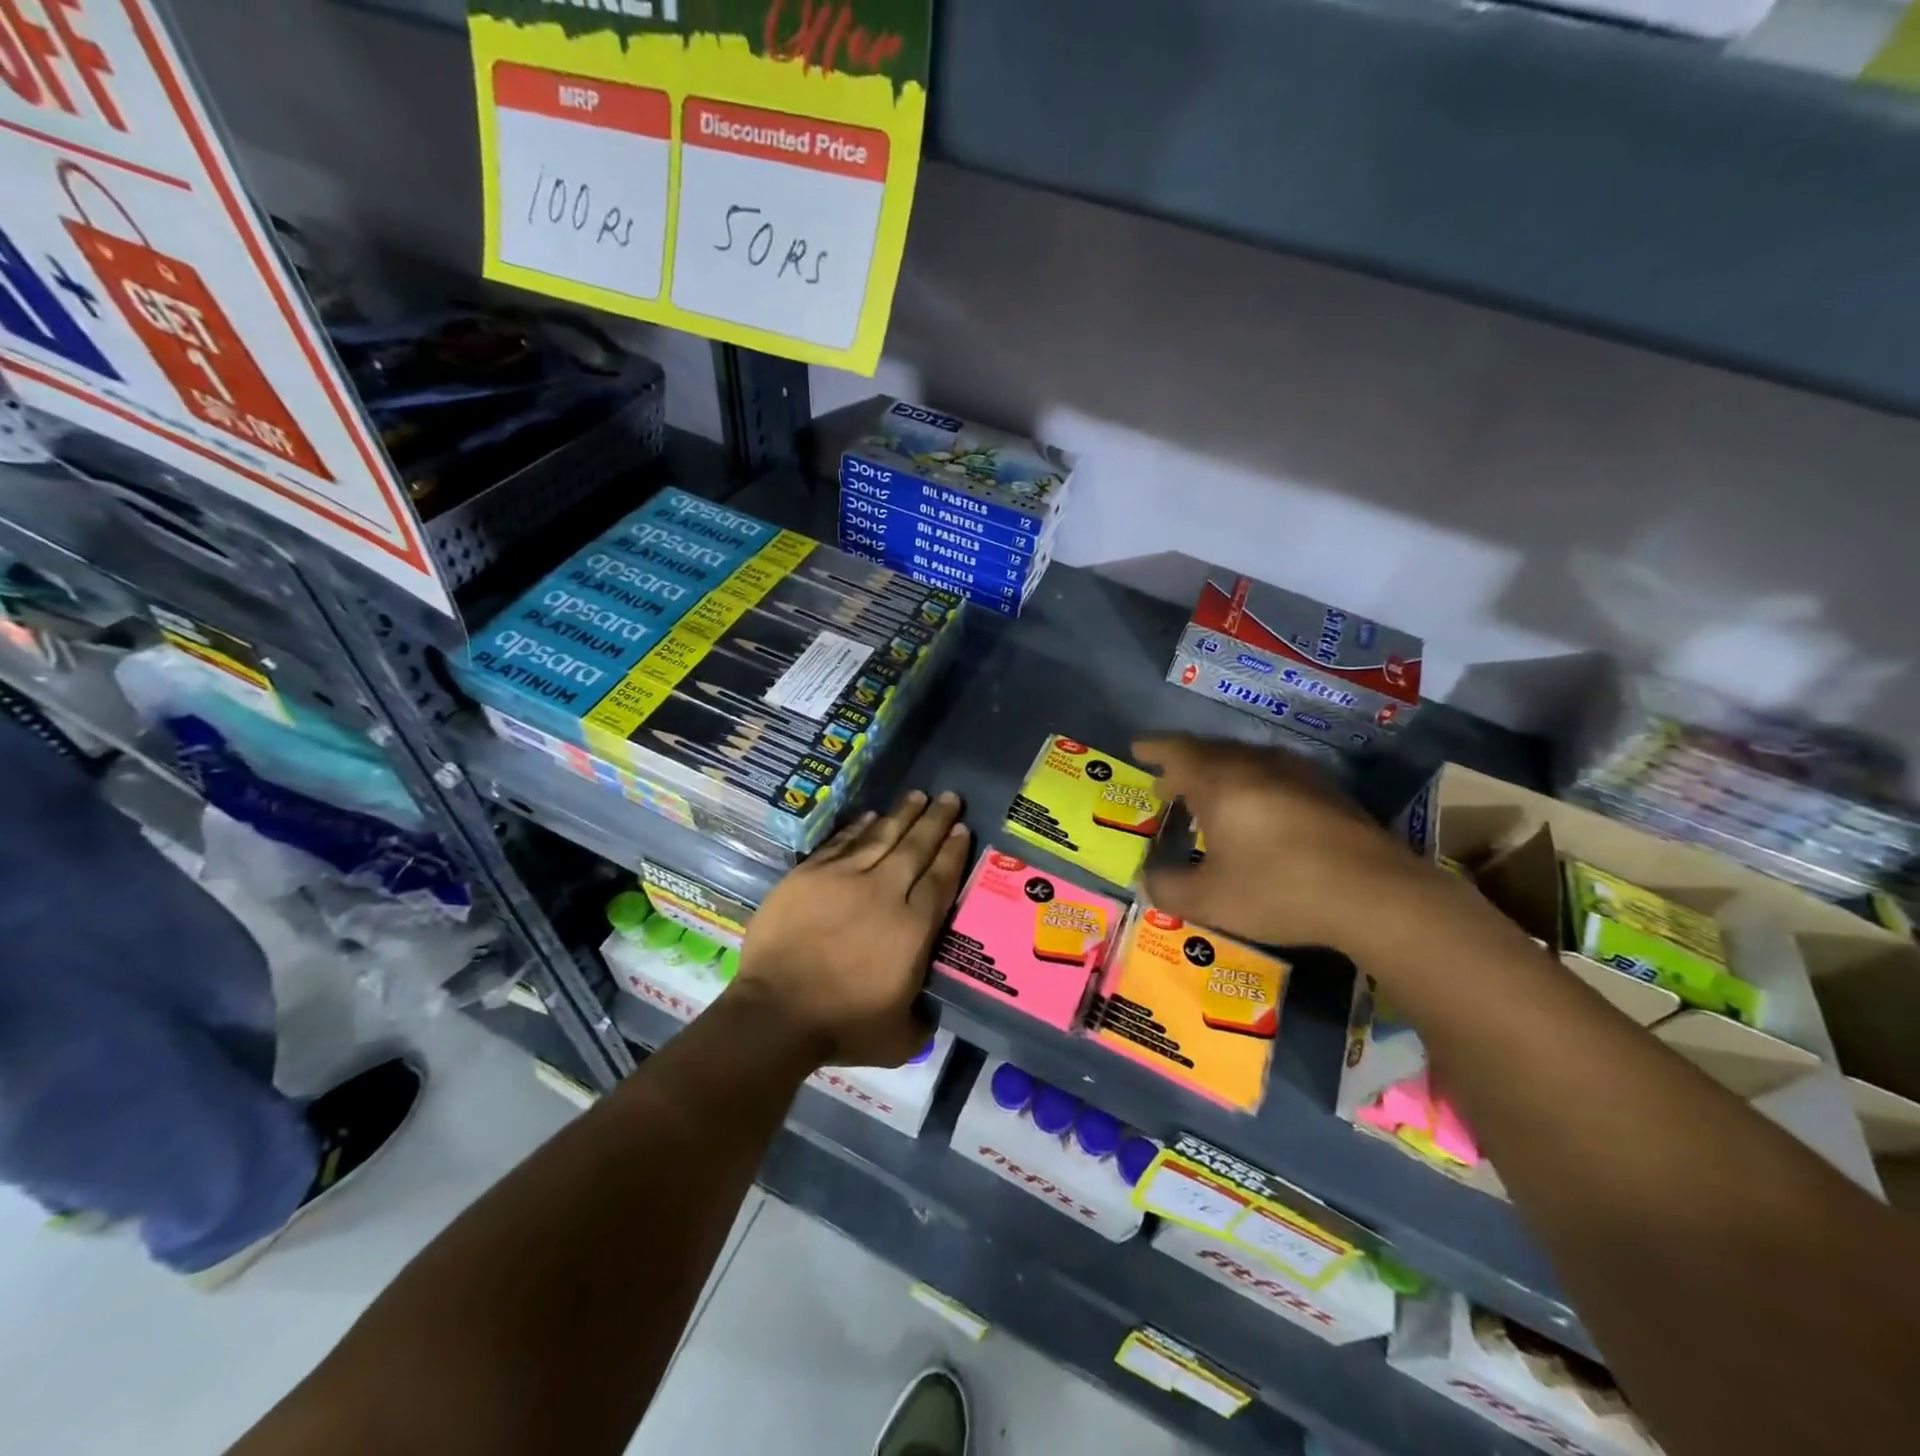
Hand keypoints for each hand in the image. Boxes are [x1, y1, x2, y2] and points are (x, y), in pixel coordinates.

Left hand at [733, 790, 971, 1068]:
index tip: (963, 829)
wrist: (775, 1013)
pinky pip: (841, 842)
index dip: (954, 851)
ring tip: (918, 796)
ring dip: (902, 814)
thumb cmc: (841, 1026)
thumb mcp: (899, 1039)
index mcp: (912, 927)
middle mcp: (883, 892)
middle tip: (950, 797)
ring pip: (880, 836)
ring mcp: (843, 878)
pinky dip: (858, 827)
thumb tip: (929, 1011)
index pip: (940, 879)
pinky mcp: (808, 875)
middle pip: (916, 847)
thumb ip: (921, 1020)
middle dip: (936, 820)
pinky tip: (871, 816)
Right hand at [1135, 735, 1443, 949]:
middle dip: (1183, 765)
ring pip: (1245, 760)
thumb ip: (1169, 889)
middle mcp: (1256, 765)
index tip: (1137, 749)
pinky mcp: (1328, 791)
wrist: (1376, 895)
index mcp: (1220, 782)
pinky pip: (1274, 774)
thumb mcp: (1211, 901)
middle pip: (1210, 751)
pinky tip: (1257, 814)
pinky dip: (1251, 785)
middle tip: (1167, 784)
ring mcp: (1297, 774)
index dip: (1154, 749)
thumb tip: (1147, 881)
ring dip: (1219, 774)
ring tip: (1208, 799)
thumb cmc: (1279, 889)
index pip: (1177, 751)